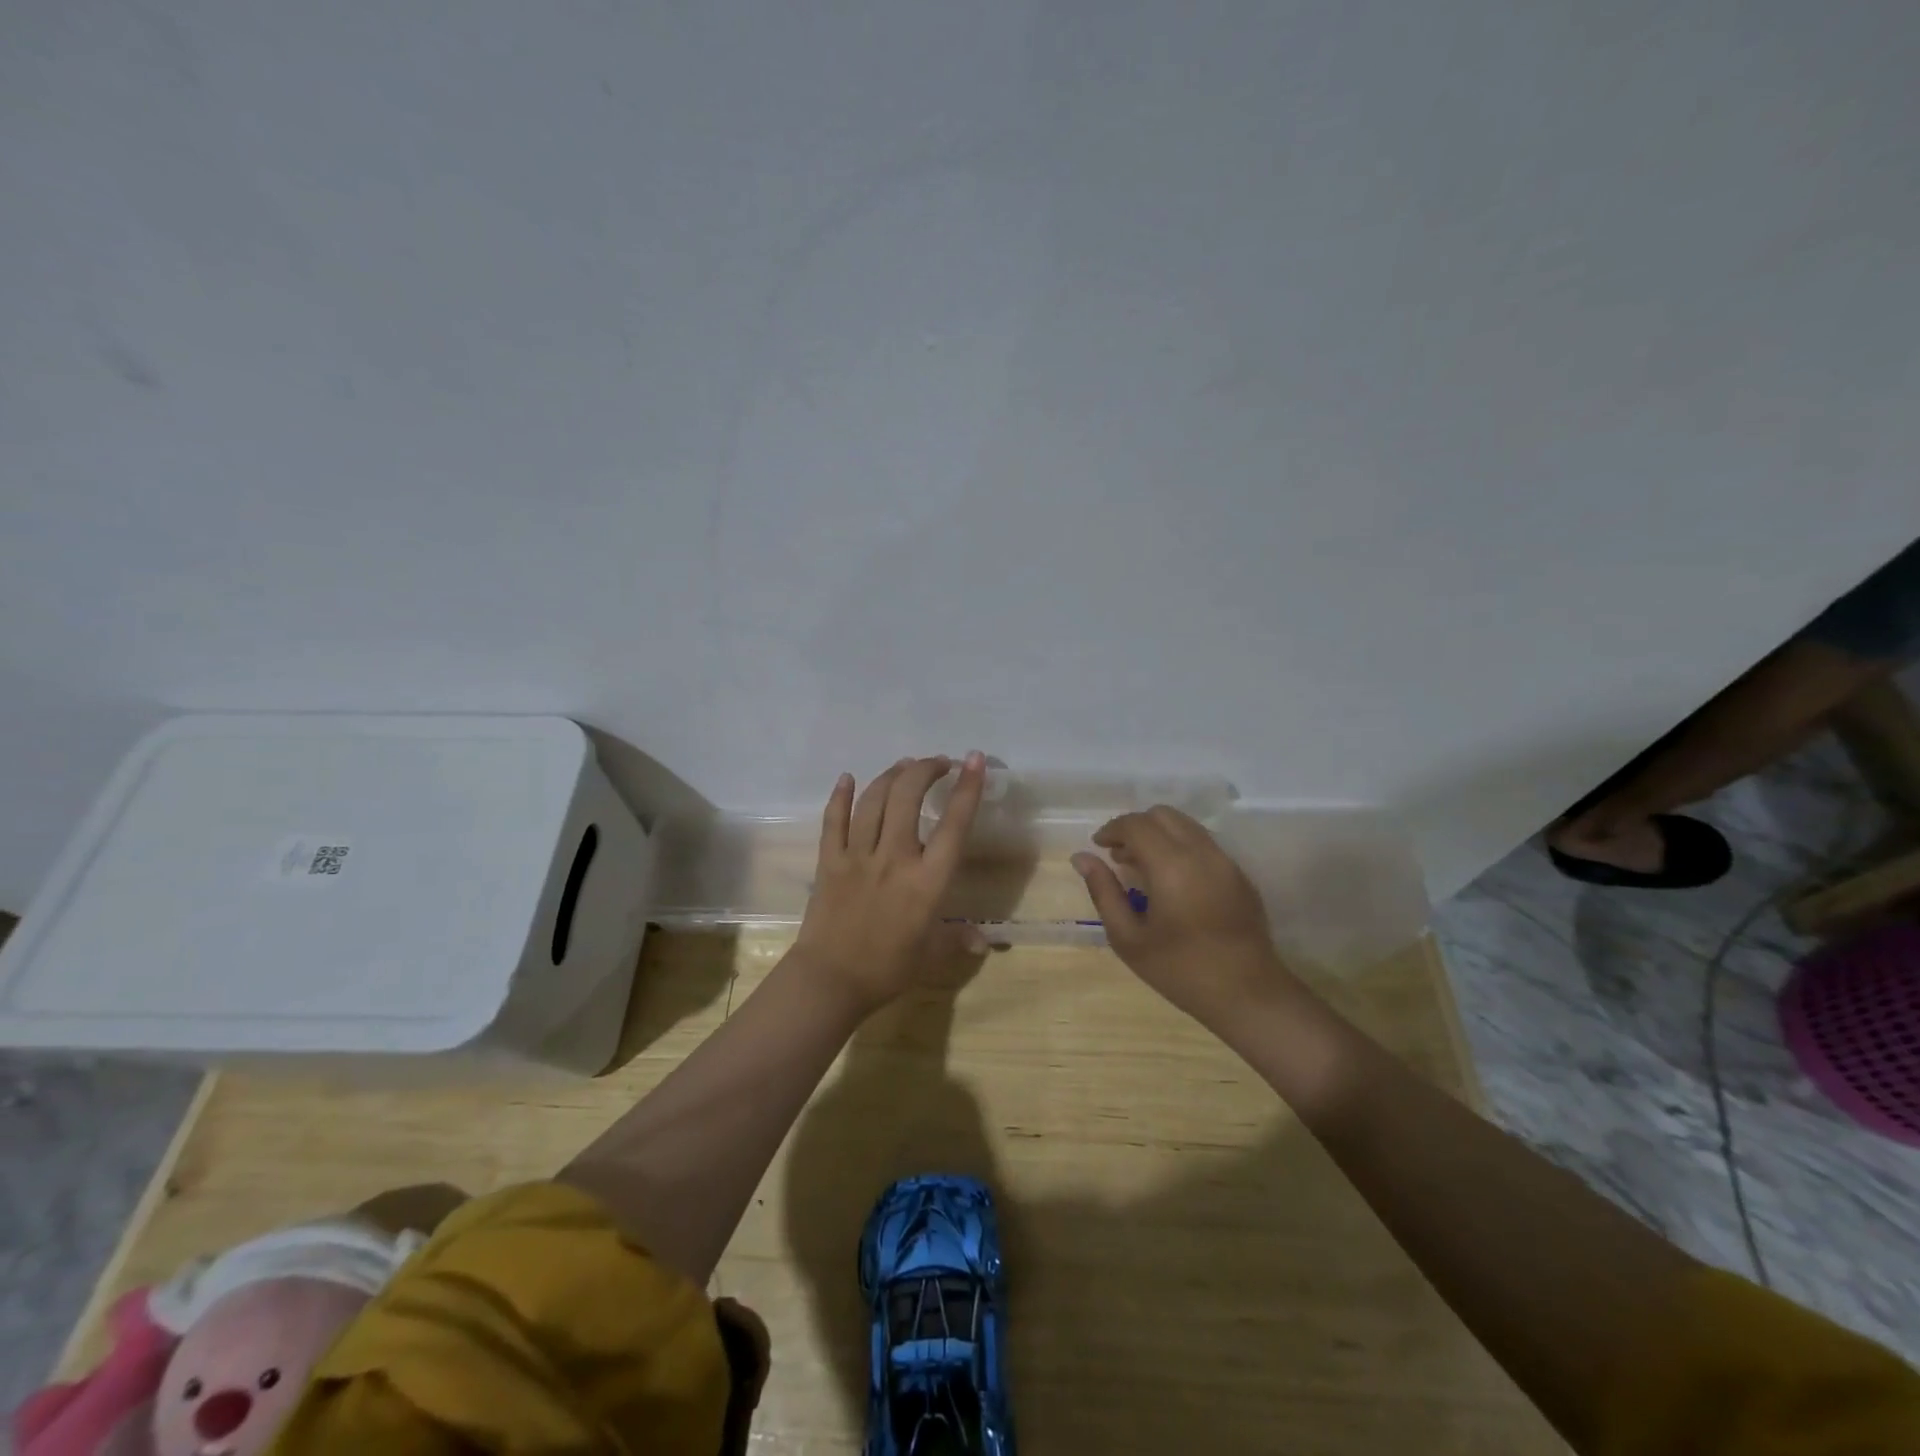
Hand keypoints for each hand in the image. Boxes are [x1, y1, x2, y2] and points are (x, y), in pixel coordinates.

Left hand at [794, 753, 989, 1011]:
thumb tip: (984, 941)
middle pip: (908, 797)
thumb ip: (958, 940)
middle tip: (937, 763)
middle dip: (925, 770)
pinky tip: (847, 778)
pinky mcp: (829, 861)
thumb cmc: (887, 970)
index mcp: (927, 881)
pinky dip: (840, 796)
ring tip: (905, 766)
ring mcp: (858, 856)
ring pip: (874, 801)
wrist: (830, 982)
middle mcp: (894, 858)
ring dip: (891, 776)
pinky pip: (833, 820)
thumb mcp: (930, 956)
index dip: (967, 789)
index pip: (953, 826)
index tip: (973, 760)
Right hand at [1072, 808, 1296, 1026]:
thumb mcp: (1128, 938)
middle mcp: (1201, 852)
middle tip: (1119, 856)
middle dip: (1136, 827)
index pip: (1136, 824)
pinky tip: (1172, 882)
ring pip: (1186, 826)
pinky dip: (1181, 847)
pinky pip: (1204, 844)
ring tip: (1143, 868)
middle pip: (1163, 815)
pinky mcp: (1240, 875)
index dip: (1112, 829)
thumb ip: (1104, 891)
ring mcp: (1226, 861)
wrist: (1248, 995)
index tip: (1098, 847)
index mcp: (1171, 865)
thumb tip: (1082, 858)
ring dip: (1159, 835)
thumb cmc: (1180, 970)